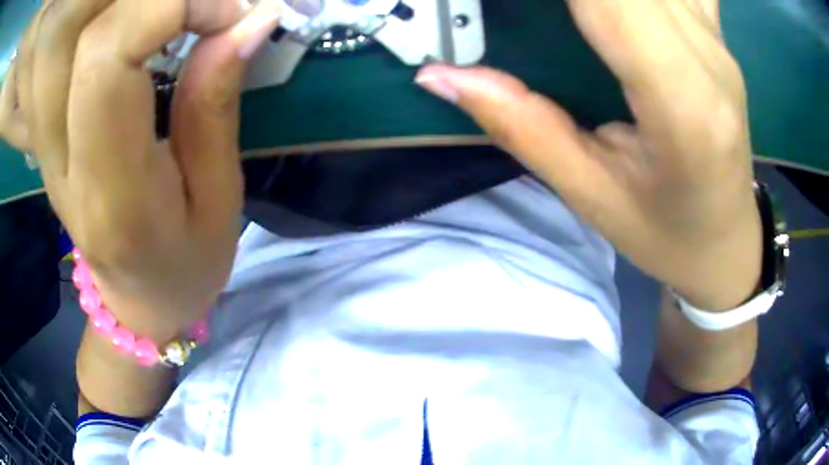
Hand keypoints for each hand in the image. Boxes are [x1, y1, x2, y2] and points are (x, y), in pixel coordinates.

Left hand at [1, 0, 280, 340]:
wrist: (137, 303)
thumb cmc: (186, 268)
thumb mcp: (219, 199)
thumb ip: (215, 103)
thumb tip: (247, 22)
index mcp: (113, 192)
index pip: (110, 60)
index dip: (170, 7)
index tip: (228, 13)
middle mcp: (71, 162)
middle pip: (94, 36)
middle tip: (216, 9)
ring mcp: (55, 146)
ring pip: (88, 35)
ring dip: (145, 6)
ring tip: (194, 12)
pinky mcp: (59, 131)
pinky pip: (87, 50)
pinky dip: (130, 20)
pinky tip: (161, 26)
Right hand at [416, 0, 760, 309]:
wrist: (728, 242)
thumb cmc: (668, 235)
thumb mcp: (592, 196)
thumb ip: (520, 125)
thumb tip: (440, 75)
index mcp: (683, 103)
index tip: (499, 3)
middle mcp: (708, 56)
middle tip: (531, 11)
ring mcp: (717, 39)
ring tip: (568, 14)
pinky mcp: (717, 35)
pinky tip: (623, 6)